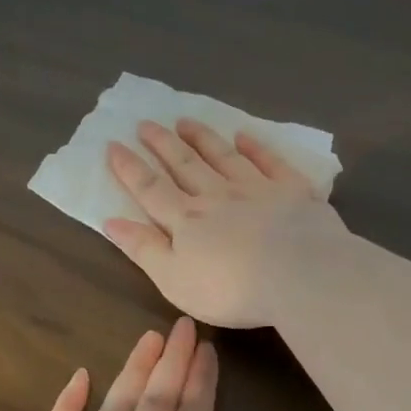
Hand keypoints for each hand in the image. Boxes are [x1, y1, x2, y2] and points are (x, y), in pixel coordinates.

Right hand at [103, 119, 348, 328]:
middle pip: (184, 165)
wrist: (299, 275)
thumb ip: (144, 249)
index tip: (113, 145)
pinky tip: (244, 136)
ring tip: (185, 121)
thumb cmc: (230, 289)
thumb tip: (111, 221)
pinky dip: (255, 147)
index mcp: (186, 220)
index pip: (151, 190)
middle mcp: (217, 196)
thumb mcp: (174, 279)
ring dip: (202, 138)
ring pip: (223, 156)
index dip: (130, 169)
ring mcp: (256, 189)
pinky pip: (270, 162)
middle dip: (162, 144)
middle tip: (145, 123)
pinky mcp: (292, 191)